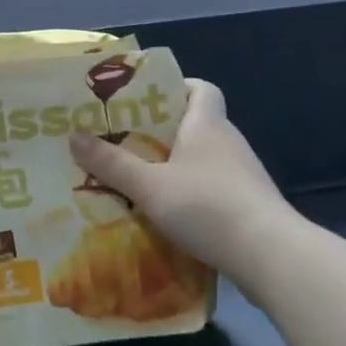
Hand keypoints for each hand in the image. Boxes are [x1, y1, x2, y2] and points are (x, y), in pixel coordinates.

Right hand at [68, 79, 297, 284]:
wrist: (272, 257)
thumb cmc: (207, 206)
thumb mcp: (149, 186)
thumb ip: (111, 164)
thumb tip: (73, 137)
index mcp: (206, 123)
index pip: (201, 88)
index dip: (177, 88)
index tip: (147, 101)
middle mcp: (228, 141)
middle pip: (197, 123)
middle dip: (164, 130)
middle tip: (127, 141)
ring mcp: (244, 175)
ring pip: (205, 157)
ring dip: (178, 165)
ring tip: (142, 179)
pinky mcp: (250, 205)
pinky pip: (215, 186)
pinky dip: (194, 192)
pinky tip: (171, 213)